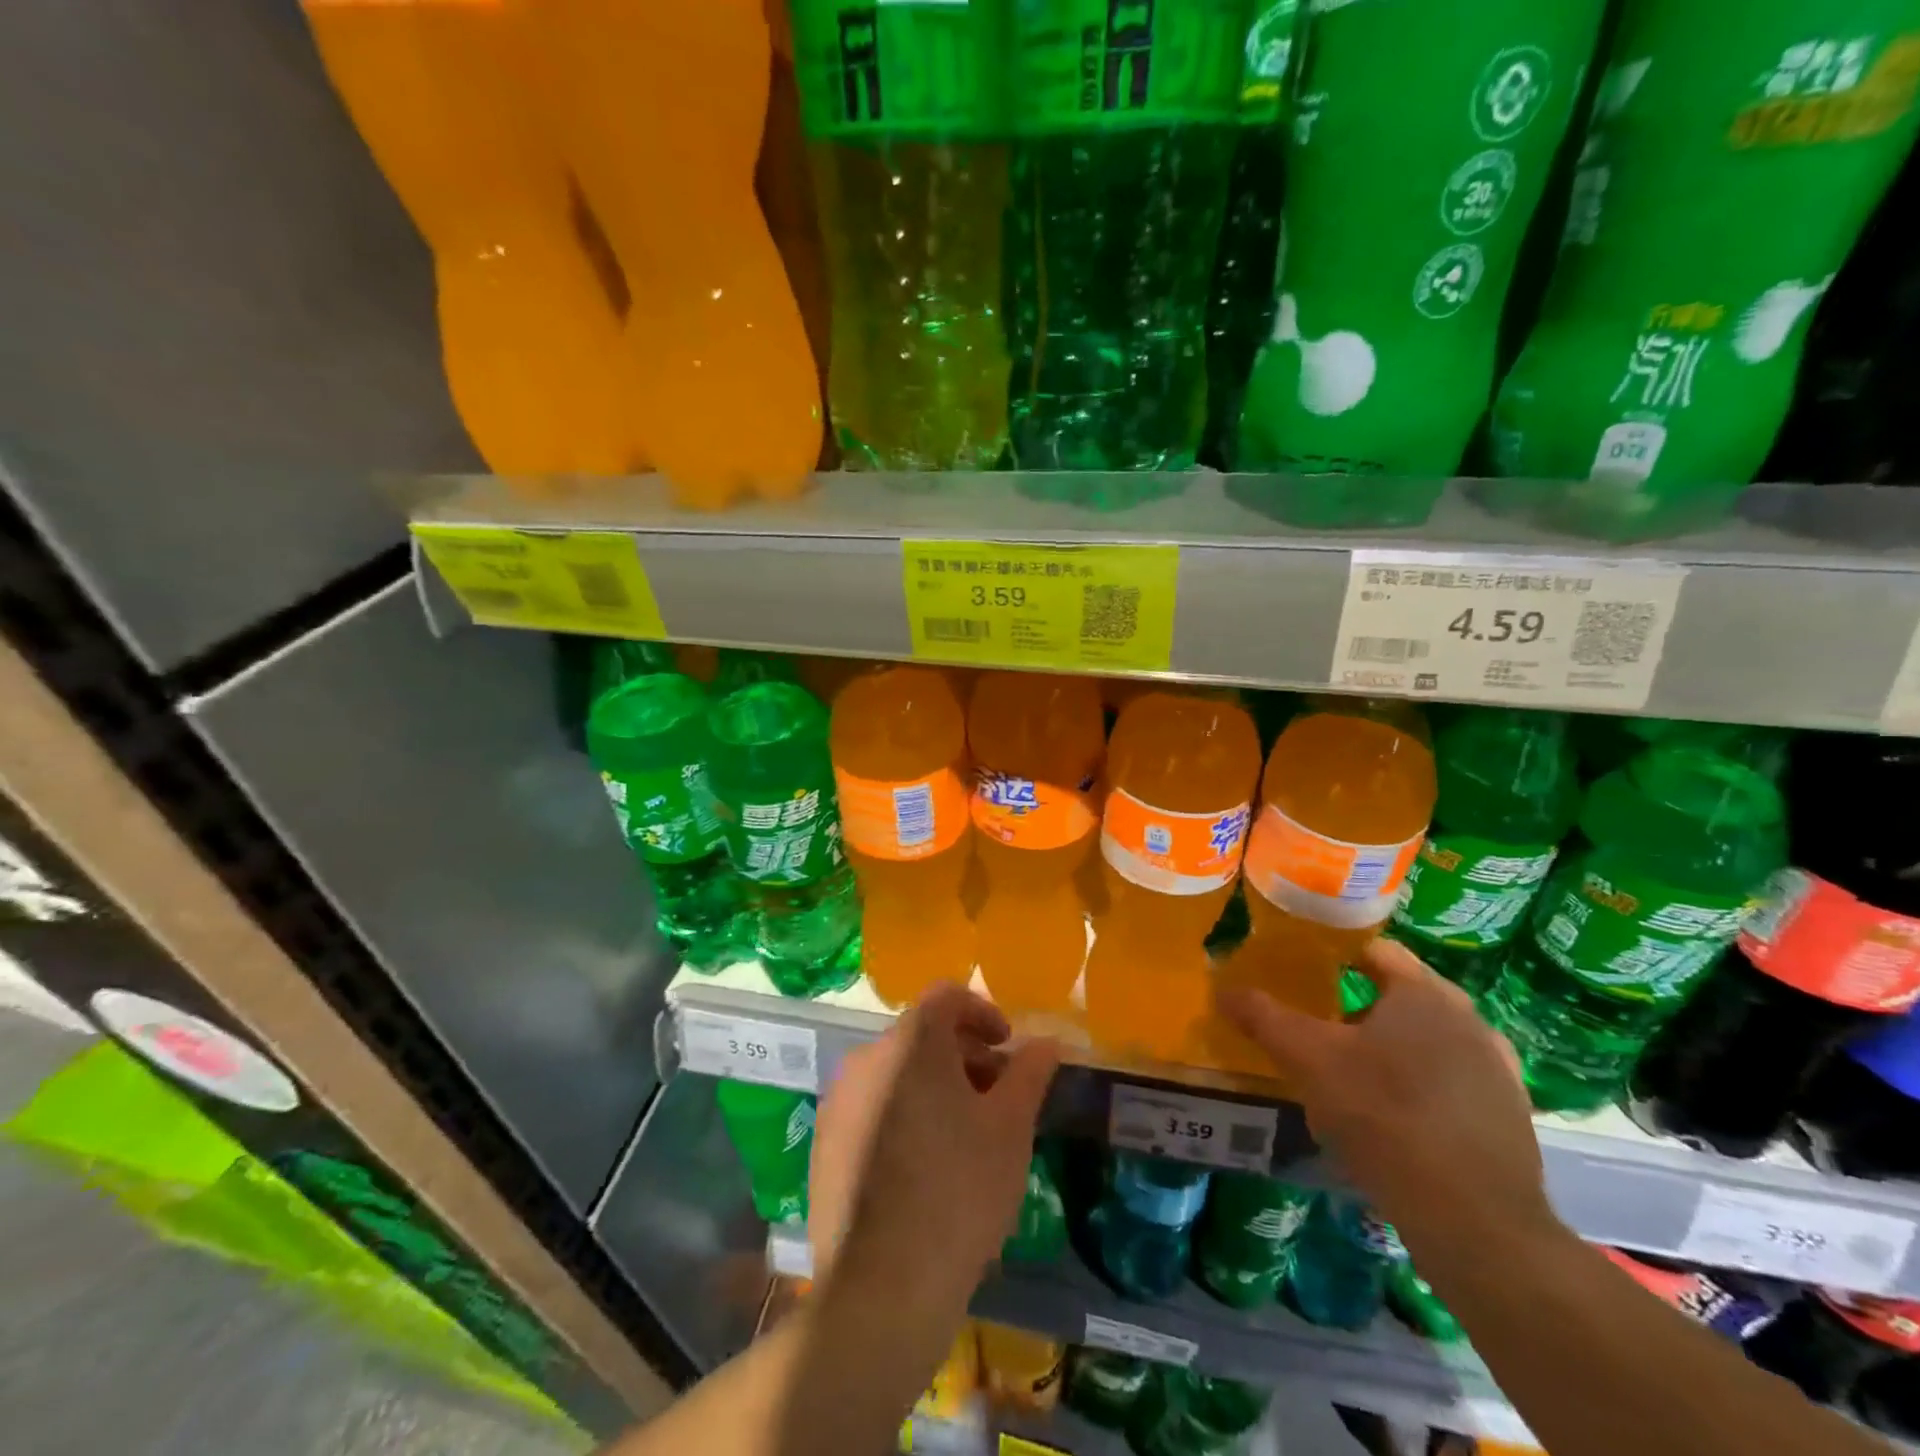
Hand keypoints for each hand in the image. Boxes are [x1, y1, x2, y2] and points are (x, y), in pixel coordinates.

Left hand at [809, 983, 1059, 1305]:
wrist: (881, 1286)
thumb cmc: (959, 1190)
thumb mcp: (1011, 1127)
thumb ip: (1030, 1073)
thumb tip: (1046, 1042)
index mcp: (911, 1041)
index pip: (948, 996)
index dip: (983, 1012)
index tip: (1008, 1048)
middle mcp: (867, 1057)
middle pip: (922, 1035)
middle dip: (964, 1055)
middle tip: (996, 1096)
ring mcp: (839, 1101)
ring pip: (896, 1072)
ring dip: (935, 1085)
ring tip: (966, 1135)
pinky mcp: (824, 1143)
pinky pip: (872, 1107)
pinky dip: (904, 1114)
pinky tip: (925, 1167)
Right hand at [1219, 938, 1556, 1252]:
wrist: (1476, 1223)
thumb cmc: (1385, 1117)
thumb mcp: (1308, 1061)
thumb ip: (1264, 1017)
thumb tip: (1223, 989)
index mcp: (1424, 993)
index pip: (1374, 949)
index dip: (1334, 955)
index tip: (1302, 973)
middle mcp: (1469, 1018)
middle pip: (1400, 994)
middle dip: (1357, 1005)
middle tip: (1317, 1028)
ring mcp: (1497, 1068)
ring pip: (1428, 1038)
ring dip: (1391, 1046)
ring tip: (1351, 1075)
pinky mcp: (1509, 1115)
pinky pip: (1452, 1080)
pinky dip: (1422, 1084)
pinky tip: (1394, 1117)